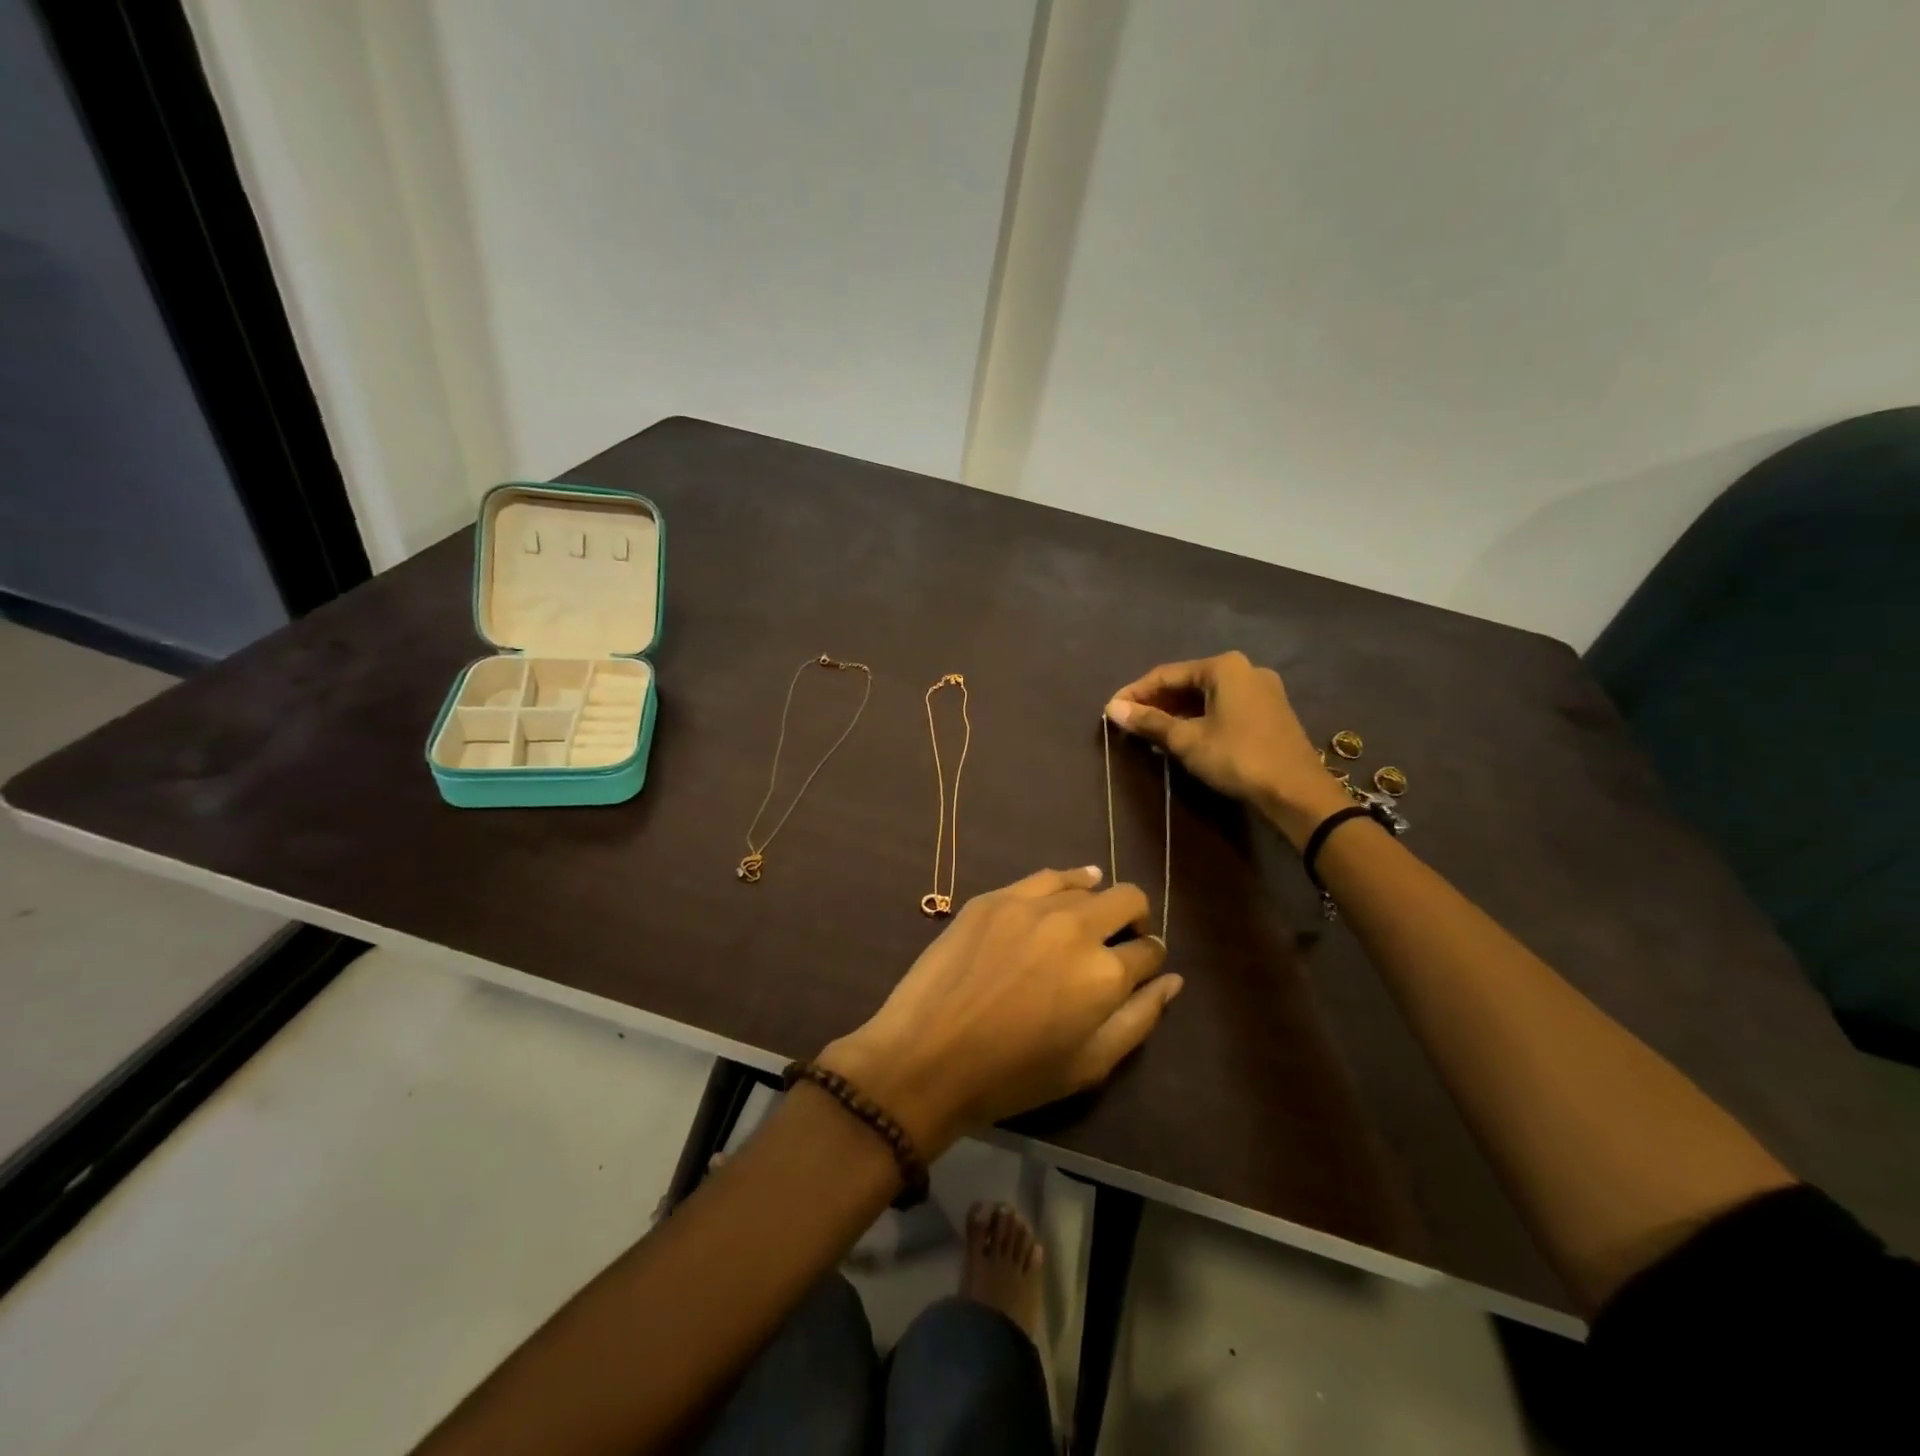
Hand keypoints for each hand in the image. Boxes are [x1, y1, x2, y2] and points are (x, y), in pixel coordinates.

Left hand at [820, 867, 1179, 1156]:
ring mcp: (1032, 906)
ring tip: (1089, 921)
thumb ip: (1139, 1019)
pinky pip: (1046, 877)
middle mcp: (1076, 928)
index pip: (1150, 952)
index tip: (1141, 969)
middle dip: (1135, 920)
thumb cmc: (1013, 1076)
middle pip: (1128, 900)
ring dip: (1099, 902)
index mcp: (1105, 974)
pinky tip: (1072, 888)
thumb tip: (1172, 981)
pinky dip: (1068, 881)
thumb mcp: (1089, 1065)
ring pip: (1088, 885)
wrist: (927, 1057)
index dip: (1150, 960)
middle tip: (1121, 941)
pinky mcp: (996, 897)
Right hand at [1105, 651, 1349, 848]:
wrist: (1297, 792)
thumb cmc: (1237, 758)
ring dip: (1176, 713)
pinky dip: (1199, 718)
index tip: (1110, 710)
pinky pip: (1223, 707)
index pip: (1166, 674)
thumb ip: (1149, 722)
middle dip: (1156, 703)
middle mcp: (1244, 669)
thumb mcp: (1187, 741)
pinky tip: (1182, 736)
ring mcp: (1261, 690)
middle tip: (1128, 723)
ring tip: (1149, 732)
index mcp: (1224, 667)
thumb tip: (1112, 709)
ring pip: (1206, 696)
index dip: (1135, 693)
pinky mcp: (1269, 711)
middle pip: (1187, 682)